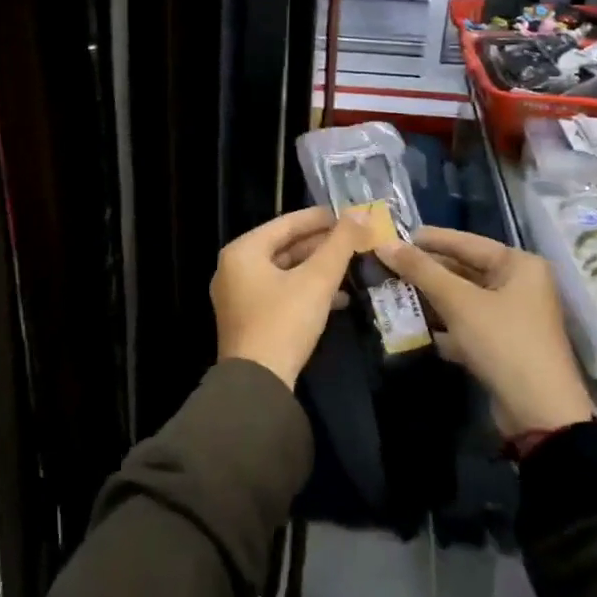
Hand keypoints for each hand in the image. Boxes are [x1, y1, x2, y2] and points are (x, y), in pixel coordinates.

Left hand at [213, 206, 369, 389]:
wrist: (258, 383)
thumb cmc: (284, 321)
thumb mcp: (317, 279)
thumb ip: (340, 244)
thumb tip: (362, 213)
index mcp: (243, 251)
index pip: (286, 223)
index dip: (321, 218)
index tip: (350, 215)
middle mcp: (234, 269)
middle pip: (284, 247)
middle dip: (321, 246)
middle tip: (355, 241)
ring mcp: (239, 296)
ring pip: (285, 272)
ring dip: (318, 270)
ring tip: (352, 267)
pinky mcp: (249, 320)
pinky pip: (281, 293)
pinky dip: (307, 291)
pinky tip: (339, 298)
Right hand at [376, 228, 594, 437]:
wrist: (539, 413)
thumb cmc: (503, 342)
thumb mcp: (459, 302)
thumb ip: (421, 270)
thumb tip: (384, 244)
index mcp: (518, 265)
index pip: (465, 242)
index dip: (428, 240)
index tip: (392, 237)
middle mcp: (519, 285)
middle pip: (463, 270)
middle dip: (426, 272)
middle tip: (386, 267)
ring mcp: (511, 317)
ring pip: (462, 299)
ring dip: (429, 299)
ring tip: (391, 293)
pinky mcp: (501, 345)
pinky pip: (465, 324)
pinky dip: (442, 324)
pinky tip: (412, 326)